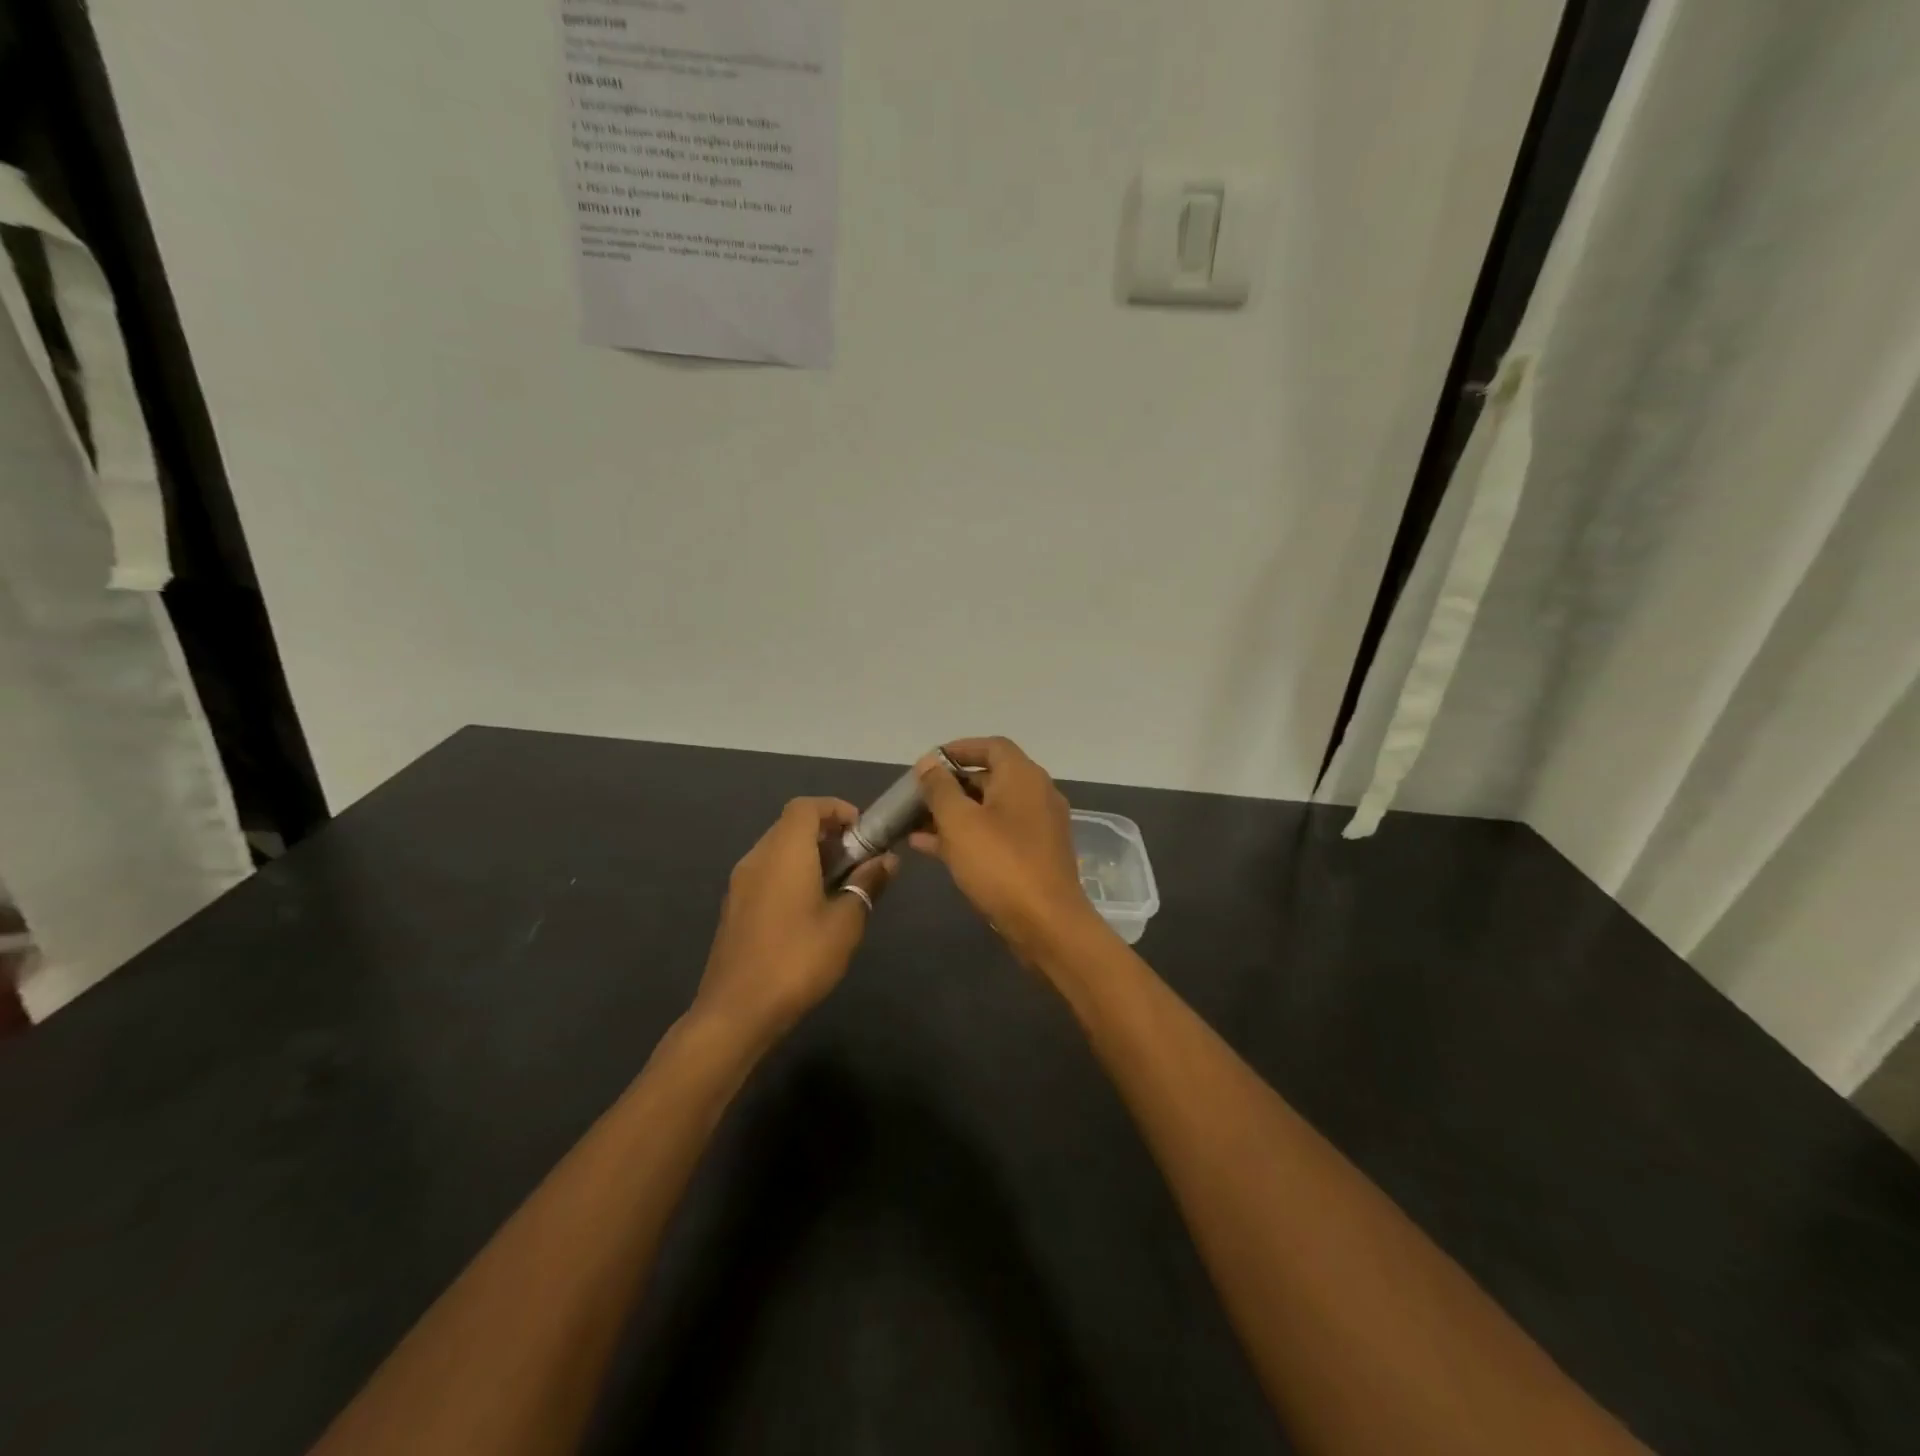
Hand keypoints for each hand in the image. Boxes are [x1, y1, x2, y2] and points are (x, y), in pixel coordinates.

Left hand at [693, 798, 896, 1045]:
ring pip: (777, 850)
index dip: (836, 809)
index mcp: (784, 852)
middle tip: (857, 859)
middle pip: (791, 825)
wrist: (736, 1012)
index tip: (862, 831)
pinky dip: (791, 874)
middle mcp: (757, 858)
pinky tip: (811, 909)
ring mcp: (740, 884)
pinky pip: (766, 873)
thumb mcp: (845, 923)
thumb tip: (887, 860)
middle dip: (827, 833)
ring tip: (839, 884)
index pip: (806, 806)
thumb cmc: (797, 960)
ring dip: (809, 855)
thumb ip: (867, 885)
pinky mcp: (735, 908)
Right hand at [910, 737, 1107, 963]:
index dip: (959, 749)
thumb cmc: (1000, 864)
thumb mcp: (960, 822)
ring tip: (914, 823)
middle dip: (951, 785)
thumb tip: (929, 763)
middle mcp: (1036, 795)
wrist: (1047, 924)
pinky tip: (930, 848)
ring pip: (989, 810)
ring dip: (954, 813)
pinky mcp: (1034, 856)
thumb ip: (940, 789)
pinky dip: (967, 836)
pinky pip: (996, 835)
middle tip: (917, 796)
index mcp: (1023, 777)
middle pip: (990, 778)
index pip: (992, 746)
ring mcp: (1037, 827)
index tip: (929, 762)